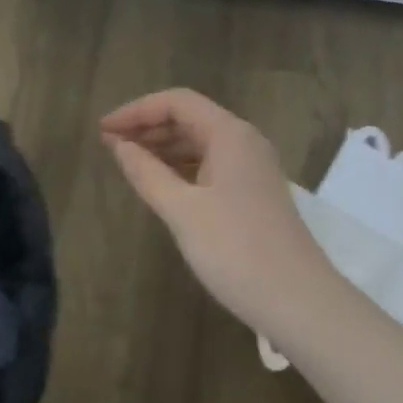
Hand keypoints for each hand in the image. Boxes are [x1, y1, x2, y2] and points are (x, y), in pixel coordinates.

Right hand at [101, 88, 339, 339]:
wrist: (299, 301)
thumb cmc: (236, 251)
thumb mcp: (182, 211)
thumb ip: (147, 173)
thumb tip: (118, 145)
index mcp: (229, 133)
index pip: (177, 101)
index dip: (137, 110)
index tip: (103, 129)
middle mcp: (244, 140)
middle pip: (190, 117)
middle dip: (148, 126)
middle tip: (109, 145)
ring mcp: (252, 166)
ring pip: (200, 142)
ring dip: (164, 147)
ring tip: (128, 162)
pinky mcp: (254, 191)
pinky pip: (211, 164)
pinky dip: (182, 167)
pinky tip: (161, 184)